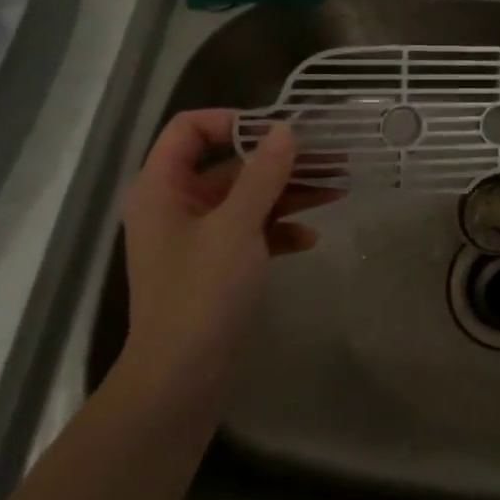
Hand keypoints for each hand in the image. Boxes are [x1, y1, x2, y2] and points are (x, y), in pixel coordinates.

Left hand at [117, 111, 328, 396]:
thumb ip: (263, 174)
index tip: (281, 131)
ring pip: (248, 198)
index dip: (235, 121)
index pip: (190, 129)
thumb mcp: (237, 226)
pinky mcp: (218, 264)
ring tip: (338, 190)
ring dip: (290, 193)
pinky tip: (309, 238)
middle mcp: (177, 205)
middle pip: (231, 165)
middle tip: (332, 158)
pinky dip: (280, 230)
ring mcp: (198, 237)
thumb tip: (286, 129)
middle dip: (281, 161)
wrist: (183, 378)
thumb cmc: (202, 293)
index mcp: (162, 187)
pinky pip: (252, 232)